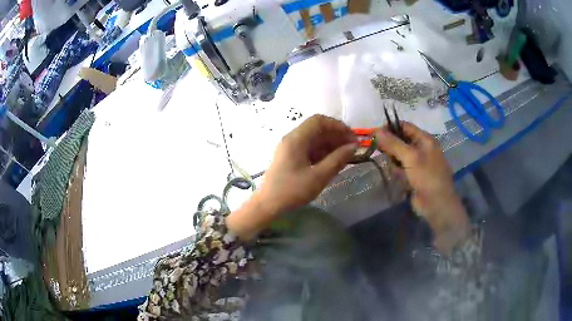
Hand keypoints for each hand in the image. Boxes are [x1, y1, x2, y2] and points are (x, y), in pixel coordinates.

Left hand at [227, 115, 357, 239]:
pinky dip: (323, 152)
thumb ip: (338, 159)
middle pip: (317, 129)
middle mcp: (292, 139)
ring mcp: (290, 148)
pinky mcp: (290, 157)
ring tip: (346, 156)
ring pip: (314, 139)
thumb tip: (354, 147)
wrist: (267, 206)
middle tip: (352, 148)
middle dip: (336, 136)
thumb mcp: (318, 176)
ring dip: (331, 144)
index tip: (352, 137)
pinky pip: (309, 149)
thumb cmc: (292, 191)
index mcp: (296, 139)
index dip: (337, 126)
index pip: (319, 121)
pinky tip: (333, 161)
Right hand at [375, 122, 469, 253]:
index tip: (375, 134)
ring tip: (399, 173)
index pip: (404, 126)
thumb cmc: (427, 176)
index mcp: (425, 139)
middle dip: (392, 149)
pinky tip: (402, 181)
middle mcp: (421, 149)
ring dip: (395, 164)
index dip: (390, 128)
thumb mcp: (410, 157)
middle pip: (400, 142)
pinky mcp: (413, 176)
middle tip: (386, 156)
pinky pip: (400, 170)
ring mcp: (417, 163)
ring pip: (398, 157)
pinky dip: (399, 174)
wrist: (436, 204)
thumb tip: (376, 130)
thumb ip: (393, 143)